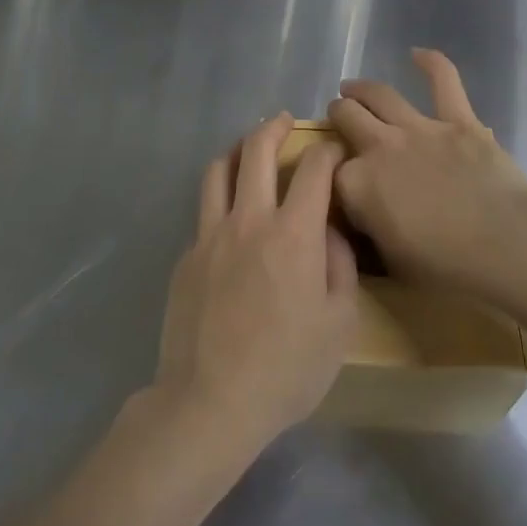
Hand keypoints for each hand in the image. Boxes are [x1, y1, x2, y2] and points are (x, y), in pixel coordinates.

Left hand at [153, 114, 358, 460]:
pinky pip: (205, 211)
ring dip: (237, 151)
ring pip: (218, 170)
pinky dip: (220, 198)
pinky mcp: (187, 256)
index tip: (334, 149)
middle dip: (273, 127)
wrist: (209, 403)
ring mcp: (210, 235)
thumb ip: (339, 265)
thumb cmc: (286, 369)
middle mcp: (248, 220)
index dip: (328, 150)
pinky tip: (231, 218)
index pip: (313, 168)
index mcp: (293, 233)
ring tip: (248, 151)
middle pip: (255, 150)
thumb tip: (329, 229)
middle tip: (284, 122)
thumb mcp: (338, 324)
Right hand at [329, 49, 526, 293]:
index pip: (330, 170)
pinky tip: (417, 53)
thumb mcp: (391, 263)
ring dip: (361, 89)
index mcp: (358, 185)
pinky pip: (443, 80)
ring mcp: (419, 128)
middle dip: (338, 115)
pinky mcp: (458, 119)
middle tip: (339, 117)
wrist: (505, 245)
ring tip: (352, 88)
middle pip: (346, 117)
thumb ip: (368, 231)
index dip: (330, 172)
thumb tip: (362, 216)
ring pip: (379, 94)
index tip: (336, 178)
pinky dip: (431, 63)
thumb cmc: (447, 267)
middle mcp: (380, 146)